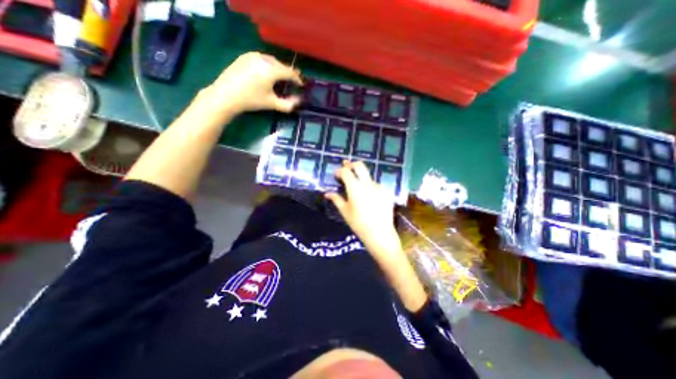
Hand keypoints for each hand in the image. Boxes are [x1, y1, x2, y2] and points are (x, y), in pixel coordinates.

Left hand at [199, 51, 302, 116]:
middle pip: (281, 65)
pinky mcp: (245, 56)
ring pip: (272, 61)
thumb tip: (299, 101)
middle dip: (288, 74)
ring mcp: (253, 55)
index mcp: (271, 70)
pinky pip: (262, 59)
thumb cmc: (251, 100)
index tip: (302, 86)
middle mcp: (264, 58)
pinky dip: (268, 66)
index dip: (298, 79)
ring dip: (278, 69)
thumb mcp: (272, 104)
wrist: (226, 95)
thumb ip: (288, 104)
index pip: (290, 72)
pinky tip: (267, 74)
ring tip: (280, 78)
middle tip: (292, 83)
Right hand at [328, 161, 426, 309]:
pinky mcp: (386, 192)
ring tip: (357, 187)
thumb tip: (327, 193)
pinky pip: (375, 185)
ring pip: (368, 176)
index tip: (336, 175)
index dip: (340, 171)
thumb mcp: (345, 212)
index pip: (346, 172)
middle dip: (351, 164)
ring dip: (361, 177)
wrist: (380, 234)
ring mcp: (379, 187)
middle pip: (360, 166)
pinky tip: (368, 196)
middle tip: (346, 168)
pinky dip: (369, 186)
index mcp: (355, 188)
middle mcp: (368, 184)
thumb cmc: (359, 224)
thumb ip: (336, 199)